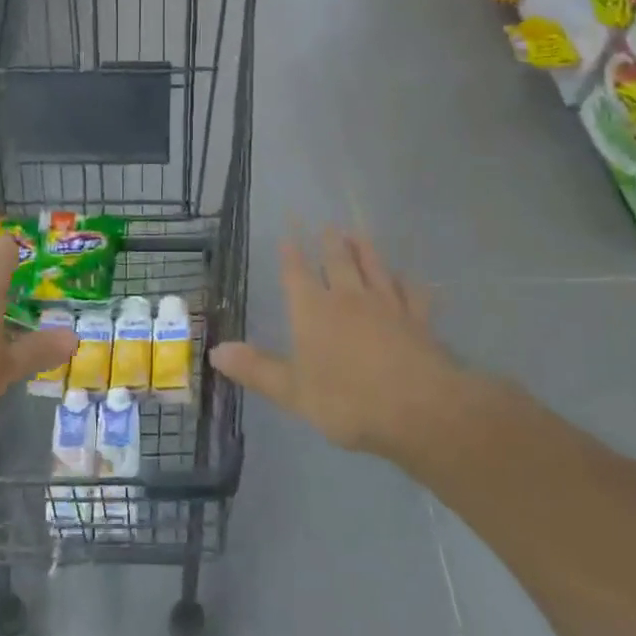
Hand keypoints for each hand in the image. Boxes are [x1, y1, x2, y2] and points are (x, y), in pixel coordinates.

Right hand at [211, 229, 479, 467]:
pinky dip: (408, 283)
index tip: (288, 237)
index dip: (291, 256)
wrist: (420, 409)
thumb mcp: (292, 391)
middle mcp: (349, 298)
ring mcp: (387, 306)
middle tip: (327, 225)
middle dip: (330, 243)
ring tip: (358, 233)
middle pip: (337, 262)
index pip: (298, 275)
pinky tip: (409, 278)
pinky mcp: (419, 321)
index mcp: (314, 311)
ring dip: (365, 250)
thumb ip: (256, 369)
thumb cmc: (348, 400)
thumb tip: (214, 350)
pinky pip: (412, 294)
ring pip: (374, 268)